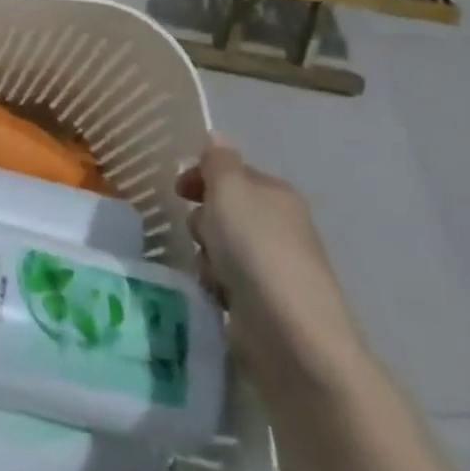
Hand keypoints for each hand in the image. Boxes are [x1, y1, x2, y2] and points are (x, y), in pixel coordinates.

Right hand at [178, 142, 365, 391]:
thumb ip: (219, 162)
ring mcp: (274, 267)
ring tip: (210, 271)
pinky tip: (217, 296)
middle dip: (203, 219)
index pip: (232, 173)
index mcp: (276, 194)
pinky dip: (216, 286)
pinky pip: (226, 282)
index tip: (178, 191)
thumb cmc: (256, 250)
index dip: (202, 177)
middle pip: (224, 210)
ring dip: (206, 255)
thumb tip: (217, 137)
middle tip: (200, 234)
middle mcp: (279, 226)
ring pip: (220, 247)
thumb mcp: (230, 191)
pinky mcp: (265, 303)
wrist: (291, 334)